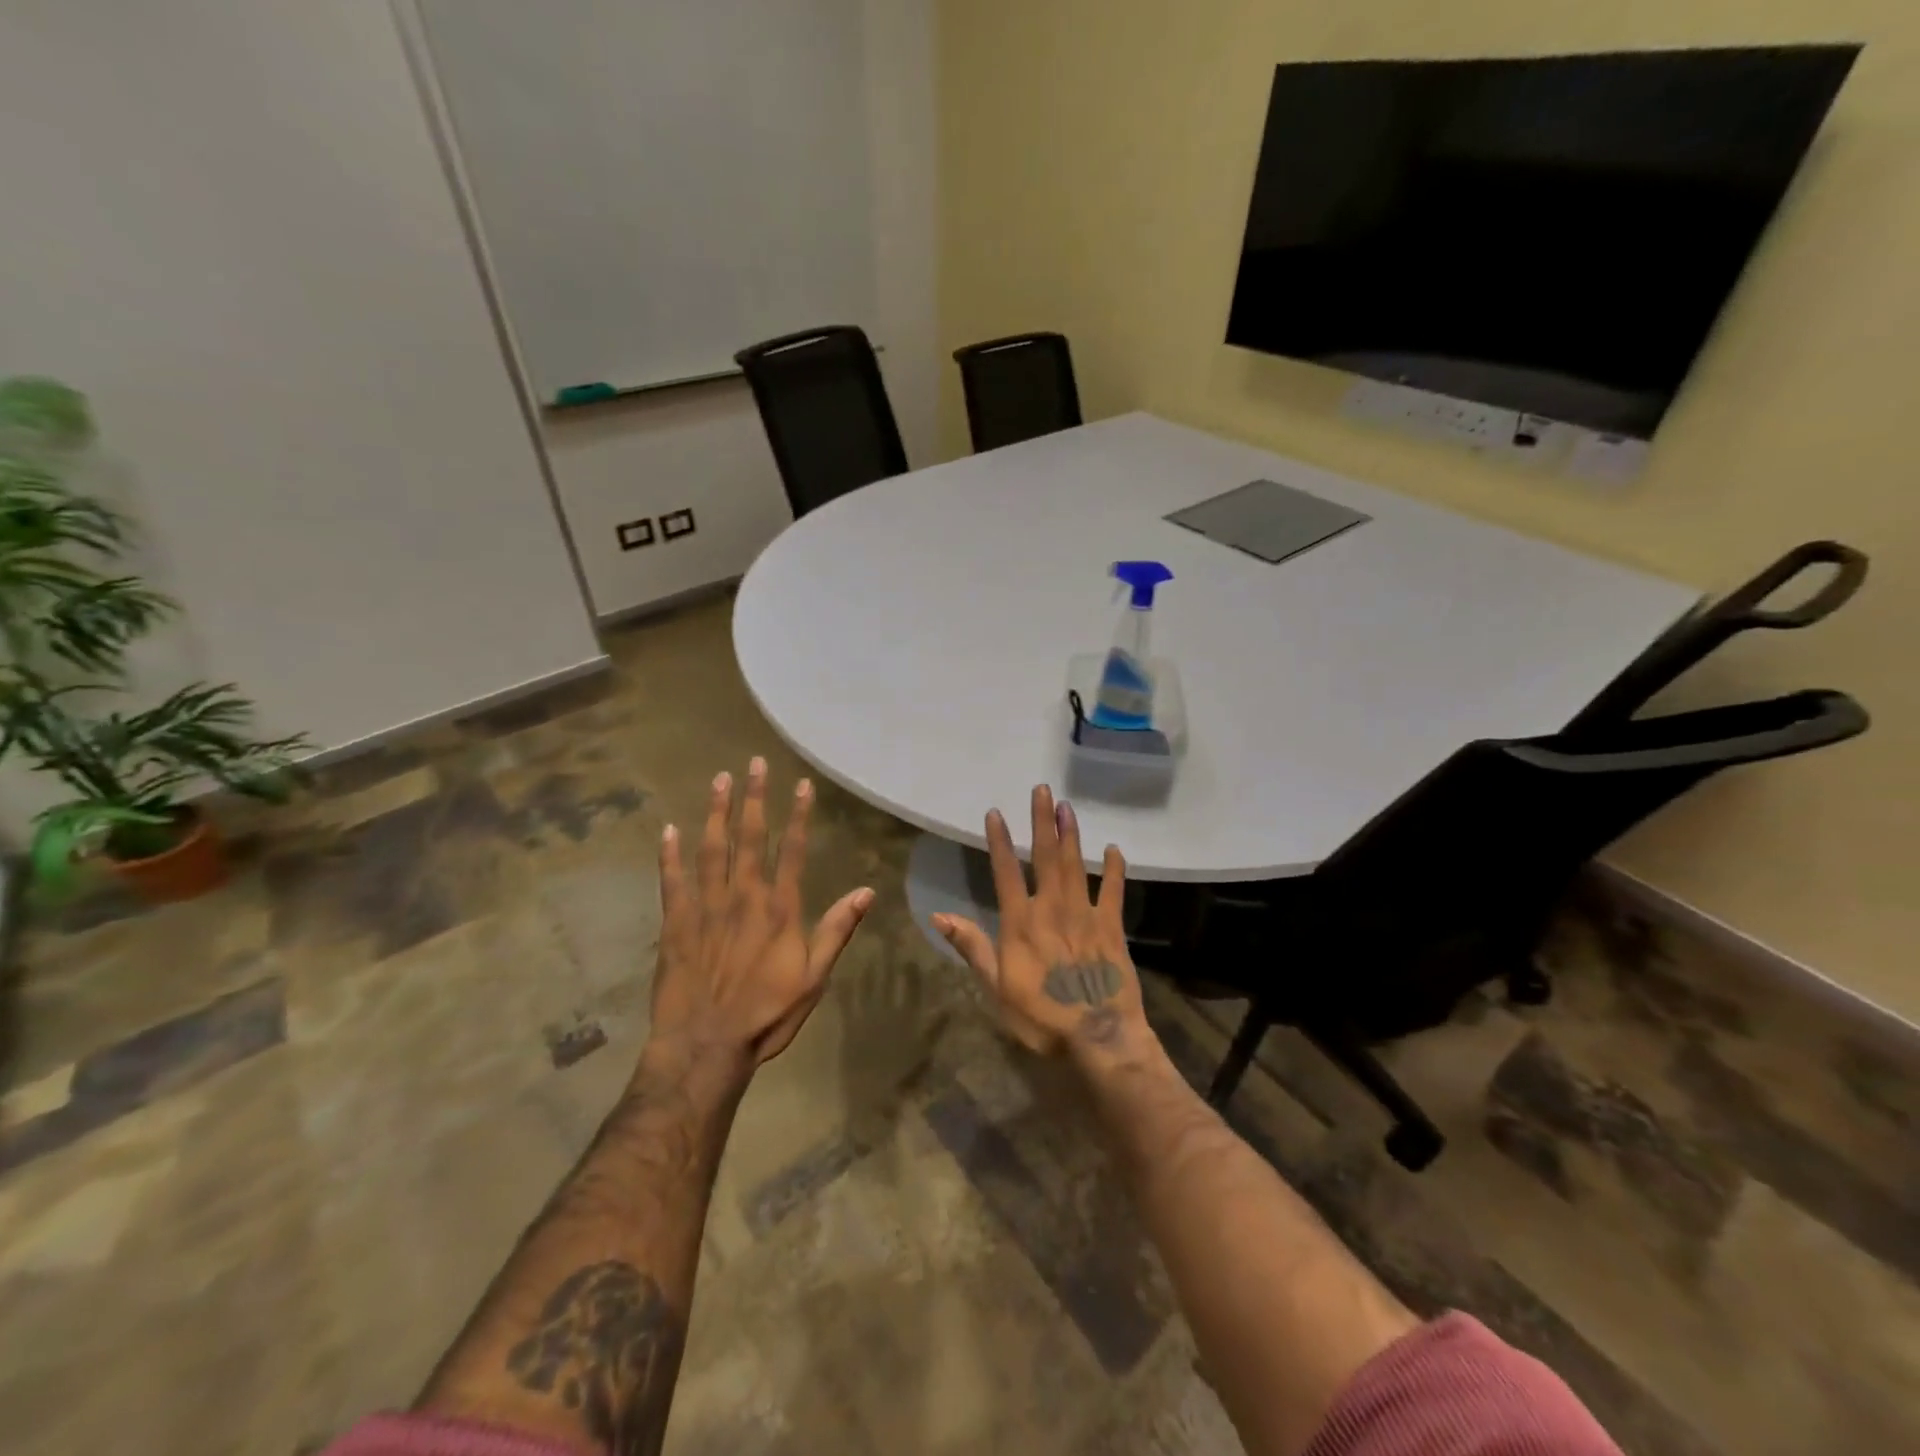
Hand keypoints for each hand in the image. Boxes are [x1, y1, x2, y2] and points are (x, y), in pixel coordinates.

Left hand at [650, 759, 874, 1071]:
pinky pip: (672, 881)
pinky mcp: (675, 923)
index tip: (801, 784)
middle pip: (750, 838)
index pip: (794, 851)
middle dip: (754, 798)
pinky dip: (669, 854)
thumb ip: (836, 931)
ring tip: (719, 779)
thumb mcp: (814, 978)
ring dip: (716, 812)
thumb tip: (865, 892)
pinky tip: (669, 829)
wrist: (705, 1047)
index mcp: (779, 909)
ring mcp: (706, 907)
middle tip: (754, 763)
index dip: (799, 815)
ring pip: (711, 849)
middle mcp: (743, 897)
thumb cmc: (766, 1015)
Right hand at [933, 785, 1150, 1062]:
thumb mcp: (996, 987)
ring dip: (1070, 834)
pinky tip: (1113, 849)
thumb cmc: (1041, 1016)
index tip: (995, 812)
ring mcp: (1085, 914)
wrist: (1098, 1035)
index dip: (999, 841)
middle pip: (1045, 856)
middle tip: (1042, 789)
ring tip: (1067, 806)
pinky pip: (1113, 891)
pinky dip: (1113, 869)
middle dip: (1042, 821)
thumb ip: (972, 947)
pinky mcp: (1111, 926)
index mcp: (1021, 922)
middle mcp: (1052, 907)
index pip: (1005, 872)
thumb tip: (939, 916)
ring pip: (1075, 865)